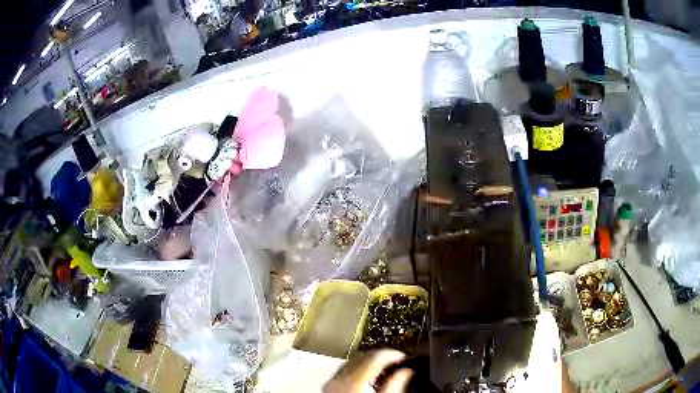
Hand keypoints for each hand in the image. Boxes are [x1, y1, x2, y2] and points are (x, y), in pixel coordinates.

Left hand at [324, 350, 412, 392]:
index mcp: (356, 381)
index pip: (376, 356)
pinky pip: (343, 371)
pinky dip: (356, 370)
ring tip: (382, 370)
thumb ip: (397, 384)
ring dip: (368, 362)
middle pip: (363, 356)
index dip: (392, 354)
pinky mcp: (328, 389)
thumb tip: (406, 372)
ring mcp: (331, 384)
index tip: (402, 358)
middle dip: (381, 357)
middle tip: (395, 362)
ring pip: (352, 362)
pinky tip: (366, 378)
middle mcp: (340, 379)